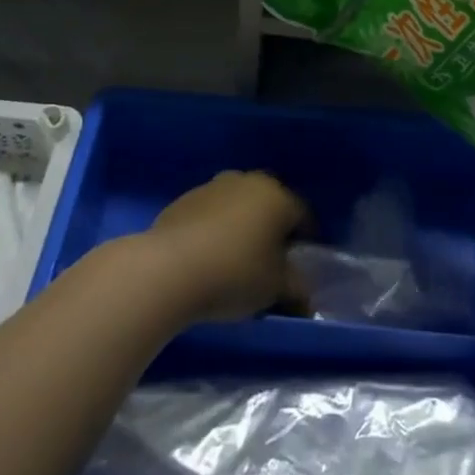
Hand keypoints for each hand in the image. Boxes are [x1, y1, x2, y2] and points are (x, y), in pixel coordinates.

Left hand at [144, 171, 309, 322]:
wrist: (169, 268)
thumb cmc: (235, 273)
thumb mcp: (276, 288)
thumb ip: (296, 288)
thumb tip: (303, 293)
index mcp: (278, 196)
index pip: (302, 216)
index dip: (305, 242)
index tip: (299, 266)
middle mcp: (248, 181)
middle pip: (269, 205)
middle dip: (271, 229)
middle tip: (268, 261)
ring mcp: (213, 186)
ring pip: (238, 205)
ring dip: (241, 226)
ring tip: (233, 260)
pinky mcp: (185, 199)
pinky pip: (210, 213)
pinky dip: (214, 229)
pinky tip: (206, 256)